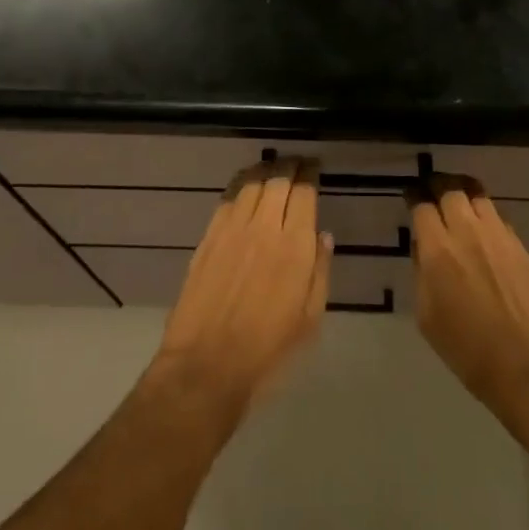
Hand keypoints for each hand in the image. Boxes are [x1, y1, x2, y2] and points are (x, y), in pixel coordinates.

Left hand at [151, 158, 332, 426]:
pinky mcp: (208, 238)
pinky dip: (241, 186)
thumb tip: (323, 236)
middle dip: (290, 165)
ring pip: (251, 183)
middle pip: (277, 179)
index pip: (304, 192)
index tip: (315, 167)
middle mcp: (263, 227)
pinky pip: (227, 199)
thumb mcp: (309, 319)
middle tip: (297, 162)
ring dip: (265, 171)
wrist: (206, 367)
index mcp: (294, 246)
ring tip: (273, 169)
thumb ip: (320, 272)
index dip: (310, 174)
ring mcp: (231, 229)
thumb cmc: (267, 350)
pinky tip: (246, 189)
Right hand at [410, 174, 528, 432]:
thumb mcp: (427, 317)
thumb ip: (421, 275)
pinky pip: (497, 216)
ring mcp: (497, 235)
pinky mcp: (519, 245)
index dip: (414, 197)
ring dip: (463, 193)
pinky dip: (484, 213)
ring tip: (457, 200)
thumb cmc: (469, 351)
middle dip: (437, 185)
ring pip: (477, 195)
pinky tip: (481, 227)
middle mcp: (467, 232)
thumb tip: (424, 250)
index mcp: (438, 250)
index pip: (422, 206)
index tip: (410, 196)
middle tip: (431, 191)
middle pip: (450, 190)